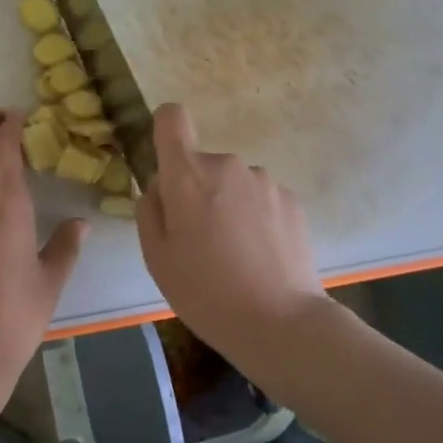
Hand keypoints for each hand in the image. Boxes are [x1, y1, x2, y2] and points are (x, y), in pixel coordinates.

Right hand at [138, 103, 333, 364]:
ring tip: (235, 254)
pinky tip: (261, 256)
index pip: (172, 118)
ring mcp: (264, 181)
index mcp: (188, 175)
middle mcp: (227, 165)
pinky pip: (261, 198)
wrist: (280, 323)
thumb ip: (150, 209)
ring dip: (229, 204)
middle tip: (200, 240)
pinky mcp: (292, 200)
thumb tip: (161, 187)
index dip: (166, 131)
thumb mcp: (156, 257)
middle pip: (202, 163)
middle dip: (197, 189)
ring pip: (233, 183)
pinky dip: (257, 218)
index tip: (168, 165)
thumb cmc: (205, 293)